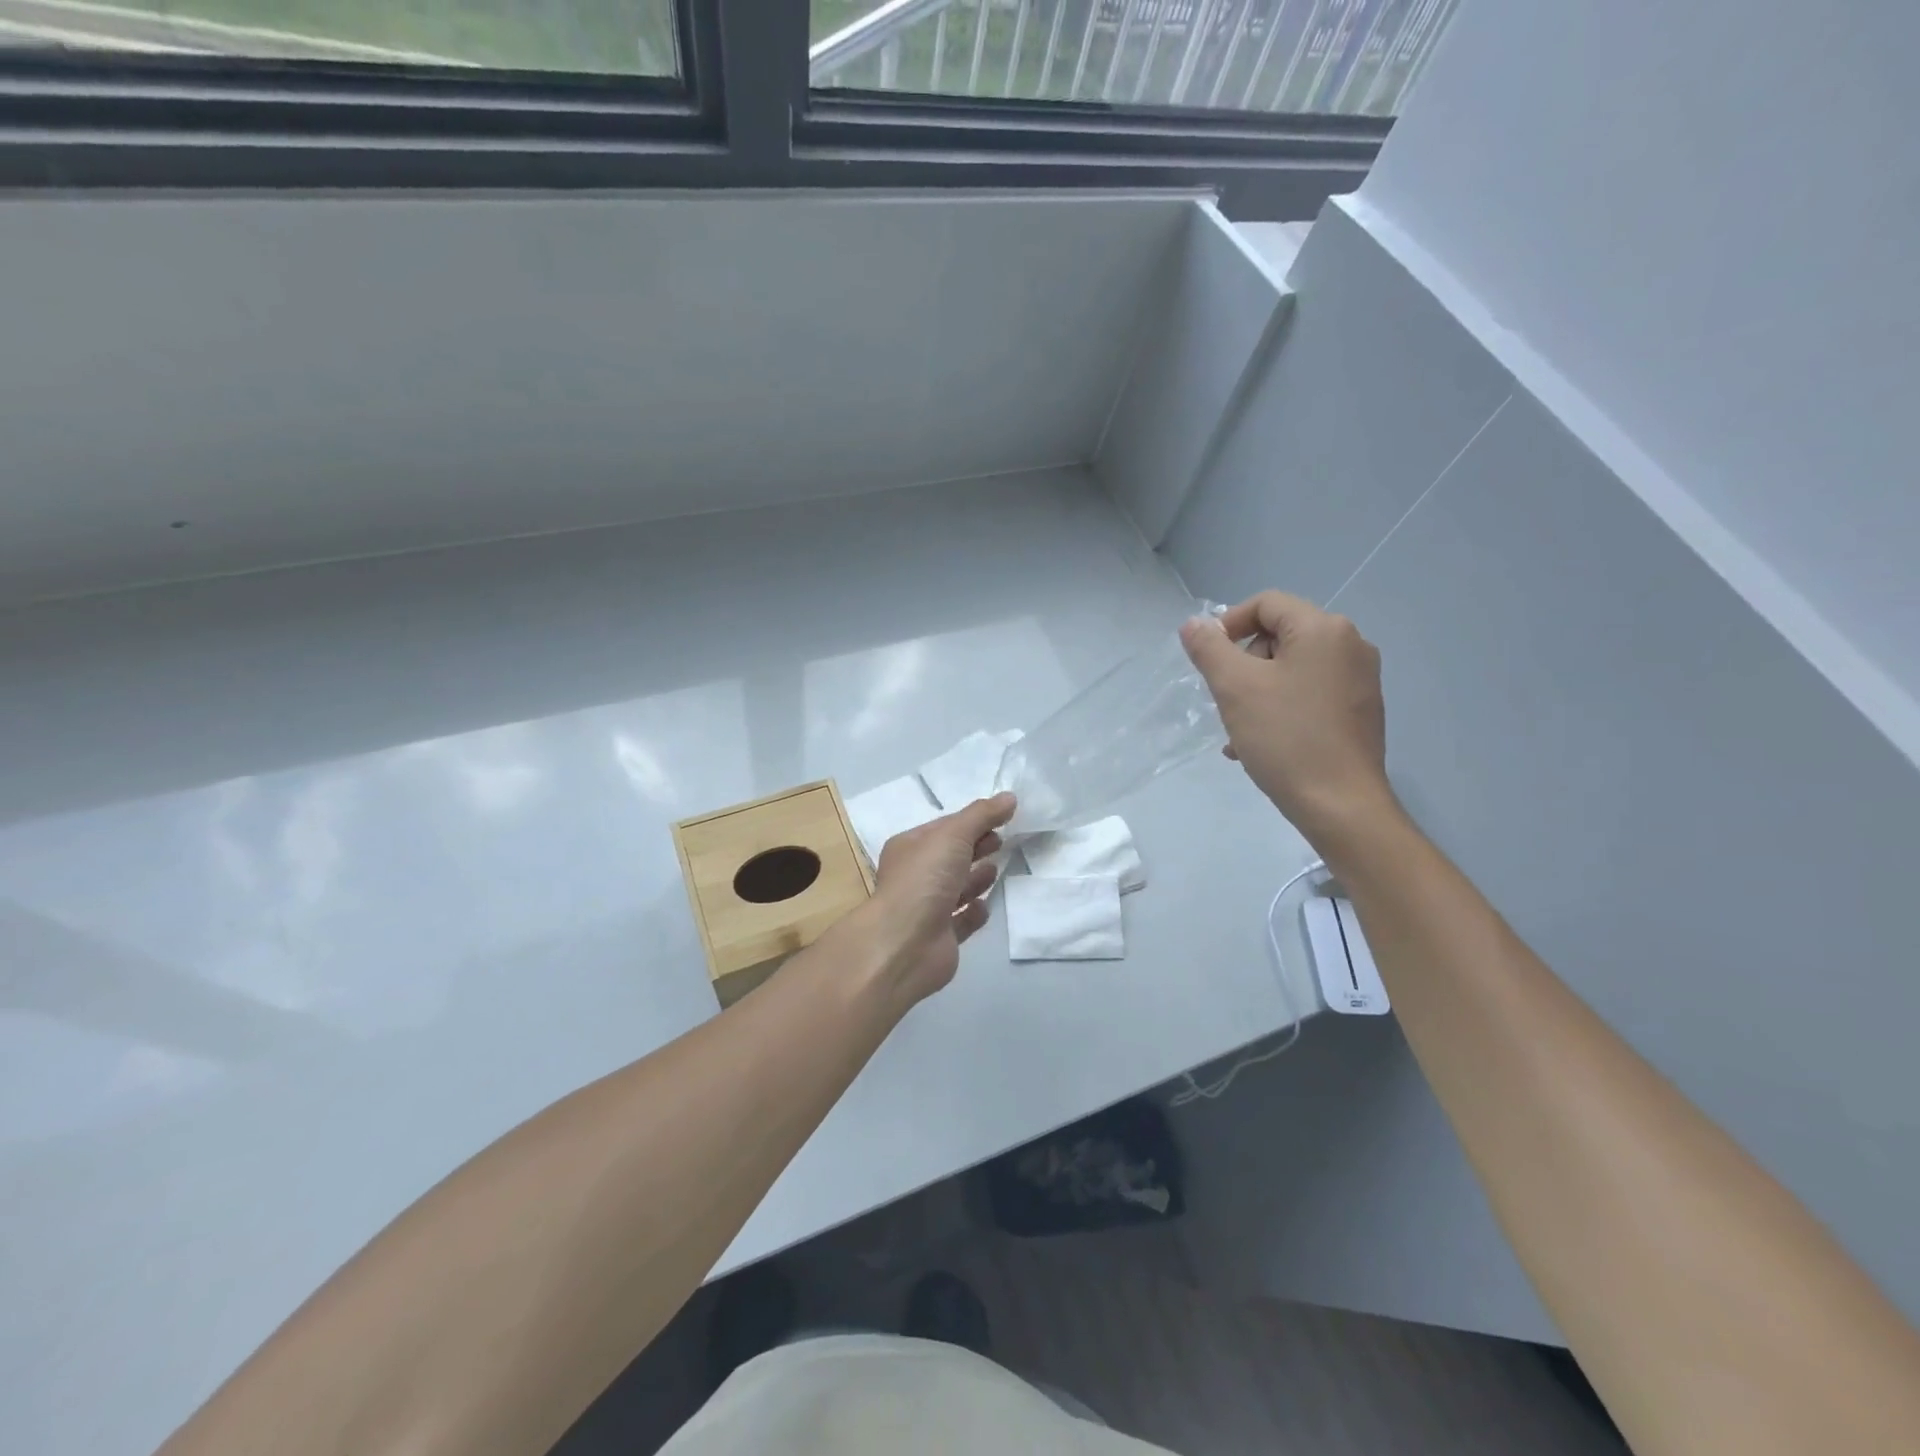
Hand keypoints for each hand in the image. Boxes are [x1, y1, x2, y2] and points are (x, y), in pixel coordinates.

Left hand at [839, 793, 1014, 1009]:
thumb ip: (982, 815)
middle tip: (1002, 841)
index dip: (971, 821)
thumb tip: (1009, 796)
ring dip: (976, 878)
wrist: (906, 944)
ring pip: (956, 888)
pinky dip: (974, 912)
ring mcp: (927, 909)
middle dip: (975, 847)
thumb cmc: (924, 880)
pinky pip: (962, 921)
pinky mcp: (941, 938)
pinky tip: (984, 906)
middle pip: (951, 857)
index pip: (944, 828)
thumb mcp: (953, 836)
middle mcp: (915, 877)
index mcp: (909, 848)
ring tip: (995, 870)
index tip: (1001, 818)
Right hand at [1180, 591, 1395, 851]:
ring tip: (1237, 730)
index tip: (1207, 660)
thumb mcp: (1234, 687)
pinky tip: (1260, 743)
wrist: (1340, 805)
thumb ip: (1209, 648)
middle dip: (1245, 663)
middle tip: (1227, 699)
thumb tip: (1194, 624)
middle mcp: (1350, 645)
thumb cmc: (1285, 738)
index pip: (1266, 604)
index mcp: (1324, 630)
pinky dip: (1281, 707)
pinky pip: (1310, 693)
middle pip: (1280, 635)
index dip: (1228, 624)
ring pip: (1292, 669)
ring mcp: (1360, 680)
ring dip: (1257, 691)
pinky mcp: (1360, 710)